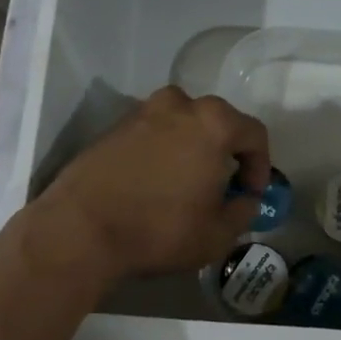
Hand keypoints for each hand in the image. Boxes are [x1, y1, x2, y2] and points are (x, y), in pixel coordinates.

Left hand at [31, 87, 270, 285]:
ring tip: (187, 183)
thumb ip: (243, 211)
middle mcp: (179, 105)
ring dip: (192, 148)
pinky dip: (162, 151)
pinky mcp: (114, 127)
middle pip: (217, 122)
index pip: (254, 134)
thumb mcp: (217, 234)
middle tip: (223, 186)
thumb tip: (245, 200)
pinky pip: (153, 133)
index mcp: (213, 123)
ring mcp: (142, 112)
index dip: (260, 165)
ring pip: (182, 124)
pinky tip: (155, 183)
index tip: (251, 193)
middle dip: (226, 152)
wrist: (80, 229)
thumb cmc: (159, 229)